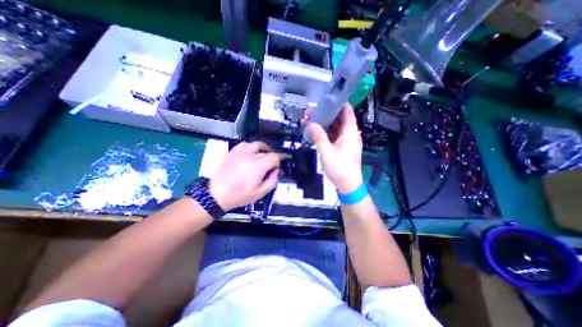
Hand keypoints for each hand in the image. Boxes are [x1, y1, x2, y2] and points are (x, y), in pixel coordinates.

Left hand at [209, 142, 286, 210]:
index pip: (275, 156)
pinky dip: (252, 147)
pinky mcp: (233, 152)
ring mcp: (240, 152)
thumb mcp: (261, 192)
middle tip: (273, 162)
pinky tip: (252, 153)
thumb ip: (273, 180)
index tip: (285, 158)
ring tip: (264, 155)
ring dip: (264, 148)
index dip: (282, 157)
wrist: (216, 194)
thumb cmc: (239, 195)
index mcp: (258, 165)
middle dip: (273, 155)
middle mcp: (250, 155)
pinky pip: (246, 144)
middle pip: (267, 150)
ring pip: (257, 144)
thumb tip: (276, 170)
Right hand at [307, 104, 362, 192]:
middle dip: (325, 114)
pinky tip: (314, 133)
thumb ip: (319, 137)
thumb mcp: (327, 152)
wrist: (348, 186)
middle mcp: (350, 134)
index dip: (338, 103)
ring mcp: (346, 141)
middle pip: (338, 119)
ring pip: (334, 128)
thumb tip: (310, 124)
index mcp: (350, 132)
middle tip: (310, 113)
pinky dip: (325, 134)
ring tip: (309, 122)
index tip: (325, 99)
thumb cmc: (340, 168)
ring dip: (323, 125)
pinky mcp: (342, 148)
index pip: (347, 111)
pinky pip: (333, 136)